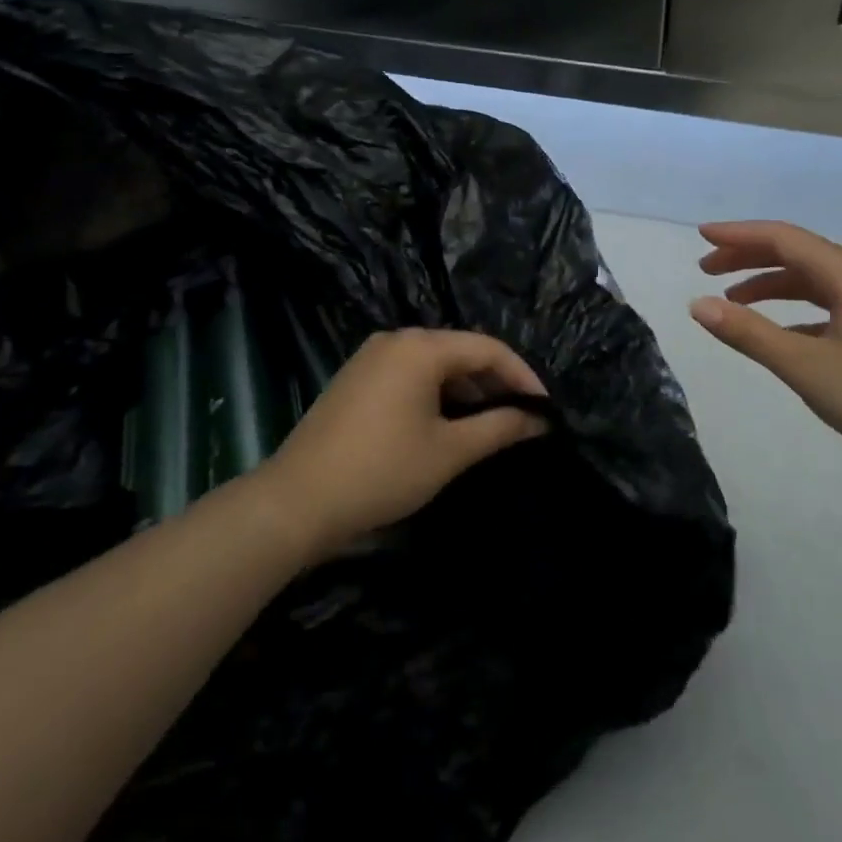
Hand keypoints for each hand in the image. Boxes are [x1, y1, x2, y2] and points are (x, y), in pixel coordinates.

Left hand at [253, 329, 549, 556]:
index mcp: (421, 347)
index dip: (522, 376)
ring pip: (435, 363)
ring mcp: (373, 356)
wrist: (295, 501)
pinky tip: (448, 422)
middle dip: (494, 383)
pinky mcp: (358, 377)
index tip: (545, 409)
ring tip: (490, 424)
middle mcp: (397, 339)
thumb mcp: (448, 452)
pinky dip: (437, 393)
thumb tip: (539, 420)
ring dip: (466, 390)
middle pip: (460, 351)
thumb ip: (499, 428)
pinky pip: (411, 374)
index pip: (487, 348)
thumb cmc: (381, 471)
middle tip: (522, 418)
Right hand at [689, 221, 841, 474]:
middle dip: (748, 256)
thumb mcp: (807, 368)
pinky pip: (828, 302)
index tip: (700, 236)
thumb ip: (750, 334)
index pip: (782, 237)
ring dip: (770, 283)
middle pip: (796, 252)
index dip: (738, 234)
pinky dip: (794, 308)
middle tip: (706, 269)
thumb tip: (699, 305)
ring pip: (812, 278)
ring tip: (733, 301)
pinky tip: (779, 333)